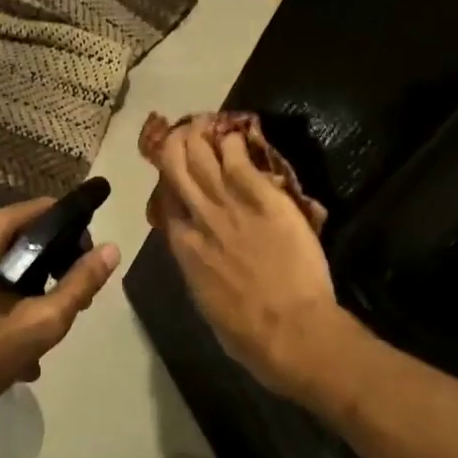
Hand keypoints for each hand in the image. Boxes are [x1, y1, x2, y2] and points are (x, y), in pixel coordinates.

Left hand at [0, 199, 120, 438]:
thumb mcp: (41, 322)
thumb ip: (80, 283)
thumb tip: (111, 249)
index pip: (45, 211)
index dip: (74, 236)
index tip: (87, 270)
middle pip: (26, 236)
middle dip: (54, 268)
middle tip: (72, 306)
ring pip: (9, 261)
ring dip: (33, 291)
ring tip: (48, 330)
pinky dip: (8, 299)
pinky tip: (20, 341)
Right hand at [148, 126, 341, 397]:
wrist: (290, 330)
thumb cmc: (247, 333)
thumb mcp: (207, 301)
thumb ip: (198, 268)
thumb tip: (199, 255)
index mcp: (183, 247)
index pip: (167, 201)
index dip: (167, 180)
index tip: (172, 168)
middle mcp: (199, 217)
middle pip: (178, 167)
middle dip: (177, 145)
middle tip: (184, 132)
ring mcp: (230, 204)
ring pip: (203, 155)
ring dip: (201, 136)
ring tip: (205, 124)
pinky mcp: (263, 197)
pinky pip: (240, 158)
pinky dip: (234, 142)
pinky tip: (235, 134)